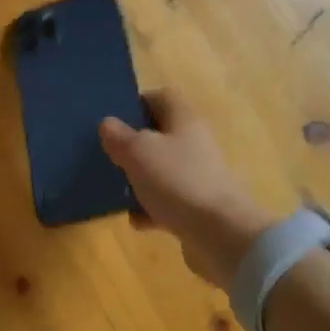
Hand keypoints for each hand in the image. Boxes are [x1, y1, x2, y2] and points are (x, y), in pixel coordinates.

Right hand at [99, 90, 275, 289]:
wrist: (221, 234)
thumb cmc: (177, 180)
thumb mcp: (137, 152)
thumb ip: (118, 136)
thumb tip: (108, 123)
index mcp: (184, 119)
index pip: (161, 96)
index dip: (136, 102)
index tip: (113, 119)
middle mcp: (195, 142)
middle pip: (161, 134)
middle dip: (134, 145)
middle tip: (109, 154)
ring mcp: (199, 175)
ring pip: (163, 169)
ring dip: (140, 178)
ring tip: (116, 188)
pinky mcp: (199, 206)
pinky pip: (169, 200)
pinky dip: (151, 209)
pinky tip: (136, 220)